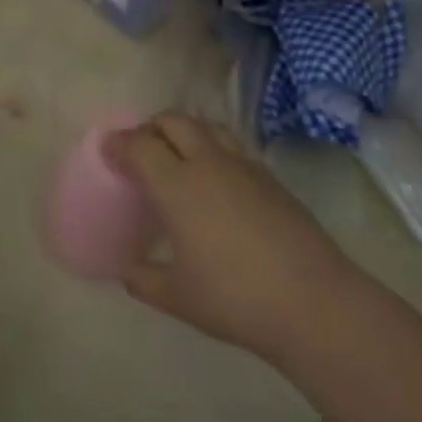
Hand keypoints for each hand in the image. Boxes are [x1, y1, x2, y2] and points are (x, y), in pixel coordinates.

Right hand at [112, 113, 361, 367]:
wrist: (313, 301)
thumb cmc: (235, 298)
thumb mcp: (177, 297)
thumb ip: (143, 278)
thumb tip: (126, 270)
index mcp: (177, 185)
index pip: (139, 145)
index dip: (118, 143)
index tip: (108, 151)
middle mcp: (207, 162)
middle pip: (172, 120)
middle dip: (150, 127)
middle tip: (141, 152)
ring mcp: (243, 164)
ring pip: (205, 125)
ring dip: (184, 131)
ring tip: (178, 158)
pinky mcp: (269, 176)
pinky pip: (231, 145)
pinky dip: (212, 148)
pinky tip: (215, 181)